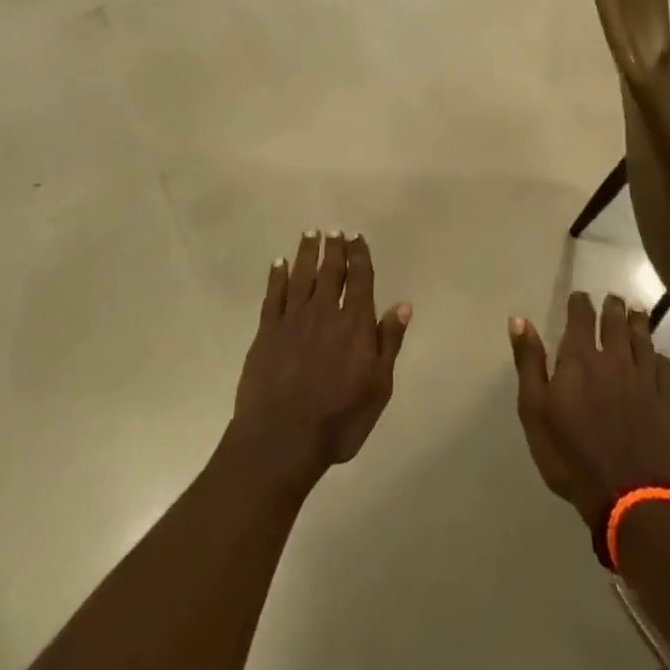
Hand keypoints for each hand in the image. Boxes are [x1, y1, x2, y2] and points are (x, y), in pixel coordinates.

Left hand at [230, 231, 410, 488]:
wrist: (281, 439)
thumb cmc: (338, 420)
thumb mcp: (378, 388)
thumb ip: (388, 343)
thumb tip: (402, 305)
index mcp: (354, 324)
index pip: (360, 279)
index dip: (359, 255)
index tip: (357, 237)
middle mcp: (324, 312)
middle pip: (330, 271)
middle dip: (334, 248)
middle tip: (334, 230)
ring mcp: (292, 319)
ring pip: (301, 275)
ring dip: (307, 253)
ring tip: (310, 234)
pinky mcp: (266, 331)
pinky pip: (273, 295)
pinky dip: (277, 276)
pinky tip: (279, 263)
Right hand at [509, 294, 669, 529]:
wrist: (631, 498)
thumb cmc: (572, 456)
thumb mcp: (535, 411)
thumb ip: (529, 363)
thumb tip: (519, 320)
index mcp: (580, 359)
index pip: (581, 317)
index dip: (580, 303)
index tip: (579, 297)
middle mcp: (615, 359)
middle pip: (616, 322)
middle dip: (612, 307)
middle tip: (613, 298)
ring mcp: (645, 379)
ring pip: (644, 339)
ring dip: (638, 322)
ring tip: (636, 311)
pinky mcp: (668, 402)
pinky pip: (667, 368)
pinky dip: (661, 357)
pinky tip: (658, 358)